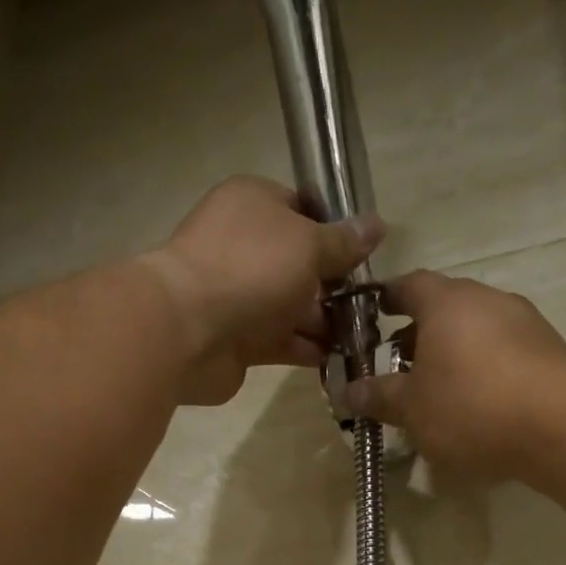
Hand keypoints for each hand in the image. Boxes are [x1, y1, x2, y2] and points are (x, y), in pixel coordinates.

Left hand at [139, 176, 384, 405]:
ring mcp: (239, 295)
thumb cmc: (250, 269)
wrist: (187, 331)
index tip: (366, 256)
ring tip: (364, 337)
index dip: (335, 231)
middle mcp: (244, 247)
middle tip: (372, 305)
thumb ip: (344, 242)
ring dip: (326, 322)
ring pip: (292, 306)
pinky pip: (282, 341)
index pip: (301, 209)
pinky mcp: (238, 339)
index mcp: (254, 205)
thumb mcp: (308, 245)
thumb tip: (378, 225)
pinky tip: (340, 359)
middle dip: (335, 285)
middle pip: (300, 264)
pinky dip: (308, 349)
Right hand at [346, 271, 565, 479]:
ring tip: (438, 390)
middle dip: (419, 333)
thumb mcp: (412, 408)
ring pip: (477, 330)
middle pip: (445, 307)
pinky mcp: (549, 351)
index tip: (371, 315)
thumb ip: (379, 396)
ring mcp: (524, 322)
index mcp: (447, 302)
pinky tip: (477, 404)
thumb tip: (349, 391)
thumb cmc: (470, 407)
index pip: (409, 285)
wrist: (559, 426)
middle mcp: (487, 300)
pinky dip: (484, 369)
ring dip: (454, 353)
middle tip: (399, 365)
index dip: (387, 299)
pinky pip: (504, 352)